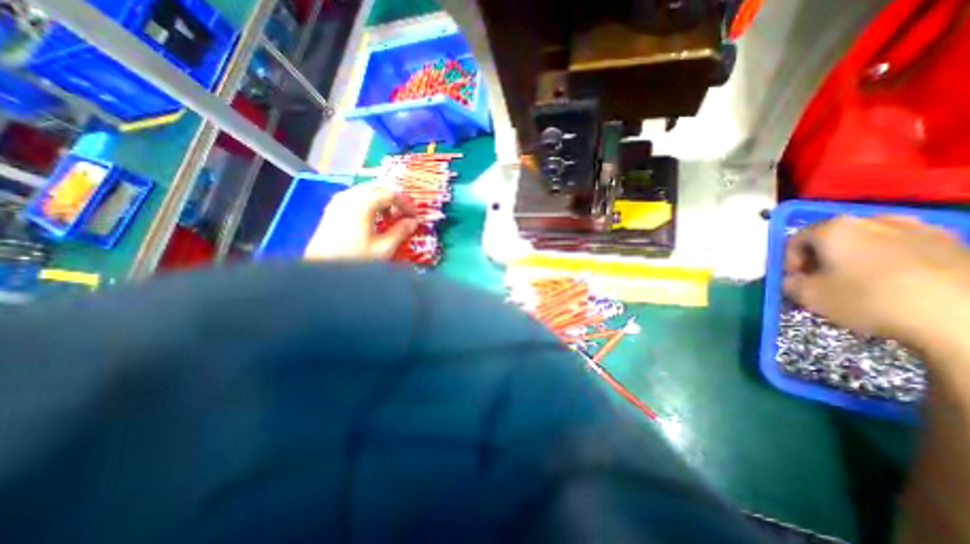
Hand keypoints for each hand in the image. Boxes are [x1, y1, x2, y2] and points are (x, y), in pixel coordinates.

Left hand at [304, 182, 418, 261]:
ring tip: (389, 218)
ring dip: (383, 200)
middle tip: (405, 214)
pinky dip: (370, 203)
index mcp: (363, 203)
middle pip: (379, 187)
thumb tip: (413, 222)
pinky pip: (356, 196)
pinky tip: (373, 218)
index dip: (407, 203)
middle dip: (395, 199)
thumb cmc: (355, 258)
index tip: (415, 216)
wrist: (321, 268)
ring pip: (367, 190)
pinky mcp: (333, 208)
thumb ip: (401, 232)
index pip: (392, 193)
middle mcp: (350, 195)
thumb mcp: (383, 248)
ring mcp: (339, 200)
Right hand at [782, 214, 969, 351]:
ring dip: (857, 259)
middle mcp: (874, 220)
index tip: (794, 280)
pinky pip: (905, 249)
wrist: (964, 317)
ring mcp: (920, 228)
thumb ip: (790, 283)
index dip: (789, 261)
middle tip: (822, 281)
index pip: (795, 240)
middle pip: (834, 238)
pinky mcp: (956, 244)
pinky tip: (896, 285)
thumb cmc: (868, 298)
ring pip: (871, 242)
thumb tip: (794, 280)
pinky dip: (891, 263)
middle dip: (823, 258)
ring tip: (859, 283)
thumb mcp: (808, 296)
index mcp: (835, 228)